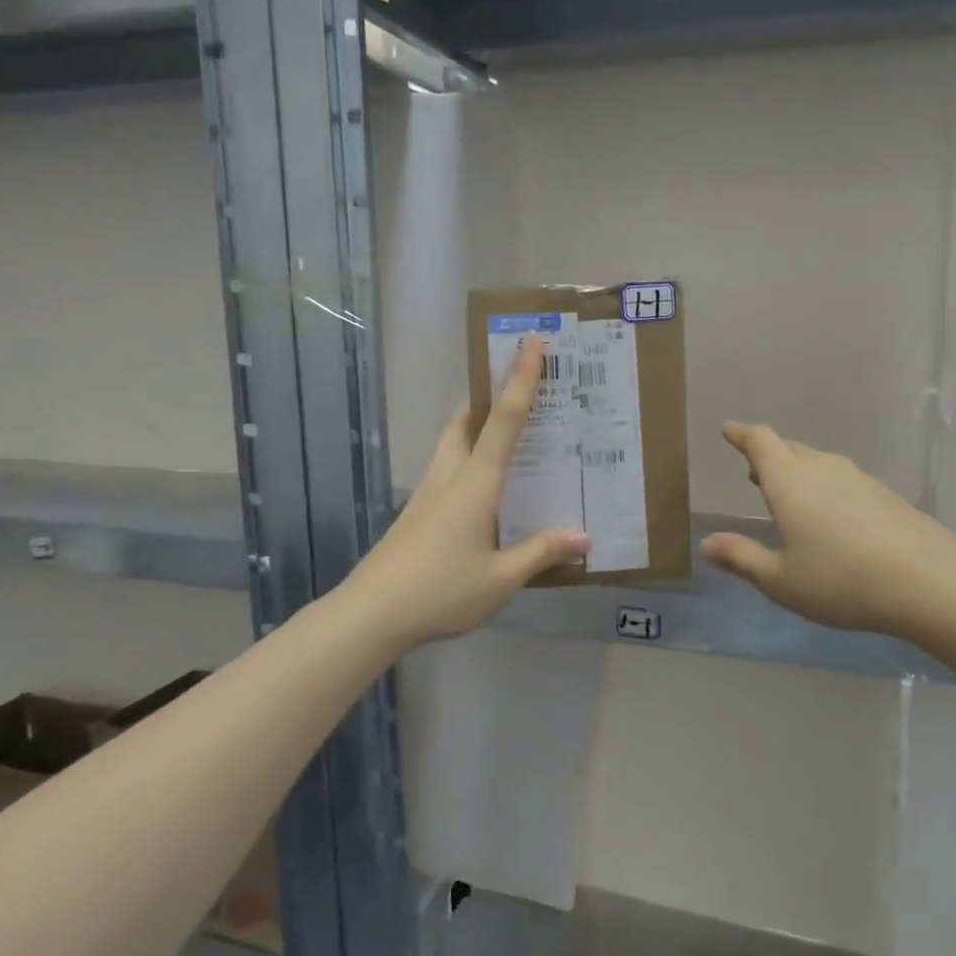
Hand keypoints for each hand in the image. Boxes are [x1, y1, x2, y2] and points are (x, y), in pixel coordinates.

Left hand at [349, 338, 589, 648]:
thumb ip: (541, 553)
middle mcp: (449, 478)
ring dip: (474, 427)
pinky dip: (467, 461)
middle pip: (466, 421)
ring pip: (451, 444)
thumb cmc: (440, 591)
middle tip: (517, 390)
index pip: (504, 421)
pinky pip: (446, 471)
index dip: (520, 380)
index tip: (531, 342)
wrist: (370, 614)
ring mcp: (427, 495)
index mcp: (475, 484)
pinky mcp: (416, 514)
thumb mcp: (500, 579)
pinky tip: (483, 492)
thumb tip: (584, 536)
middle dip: (488, 397)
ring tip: (505, 435)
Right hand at [701, 422, 955, 640]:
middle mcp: (822, 470)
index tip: (729, 430)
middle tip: (753, 468)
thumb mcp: (780, 579)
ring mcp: (857, 479)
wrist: (928, 581)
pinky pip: (841, 478)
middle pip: (789, 448)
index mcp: (789, 483)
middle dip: (767, 454)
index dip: (742, 434)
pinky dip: (823, 485)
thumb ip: (741, 558)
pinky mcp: (884, 494)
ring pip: (817, 462)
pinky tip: (828, 513)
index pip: (760, 442)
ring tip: (785, 489)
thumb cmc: (841, 581)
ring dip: (796, 470)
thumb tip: (706, 544)